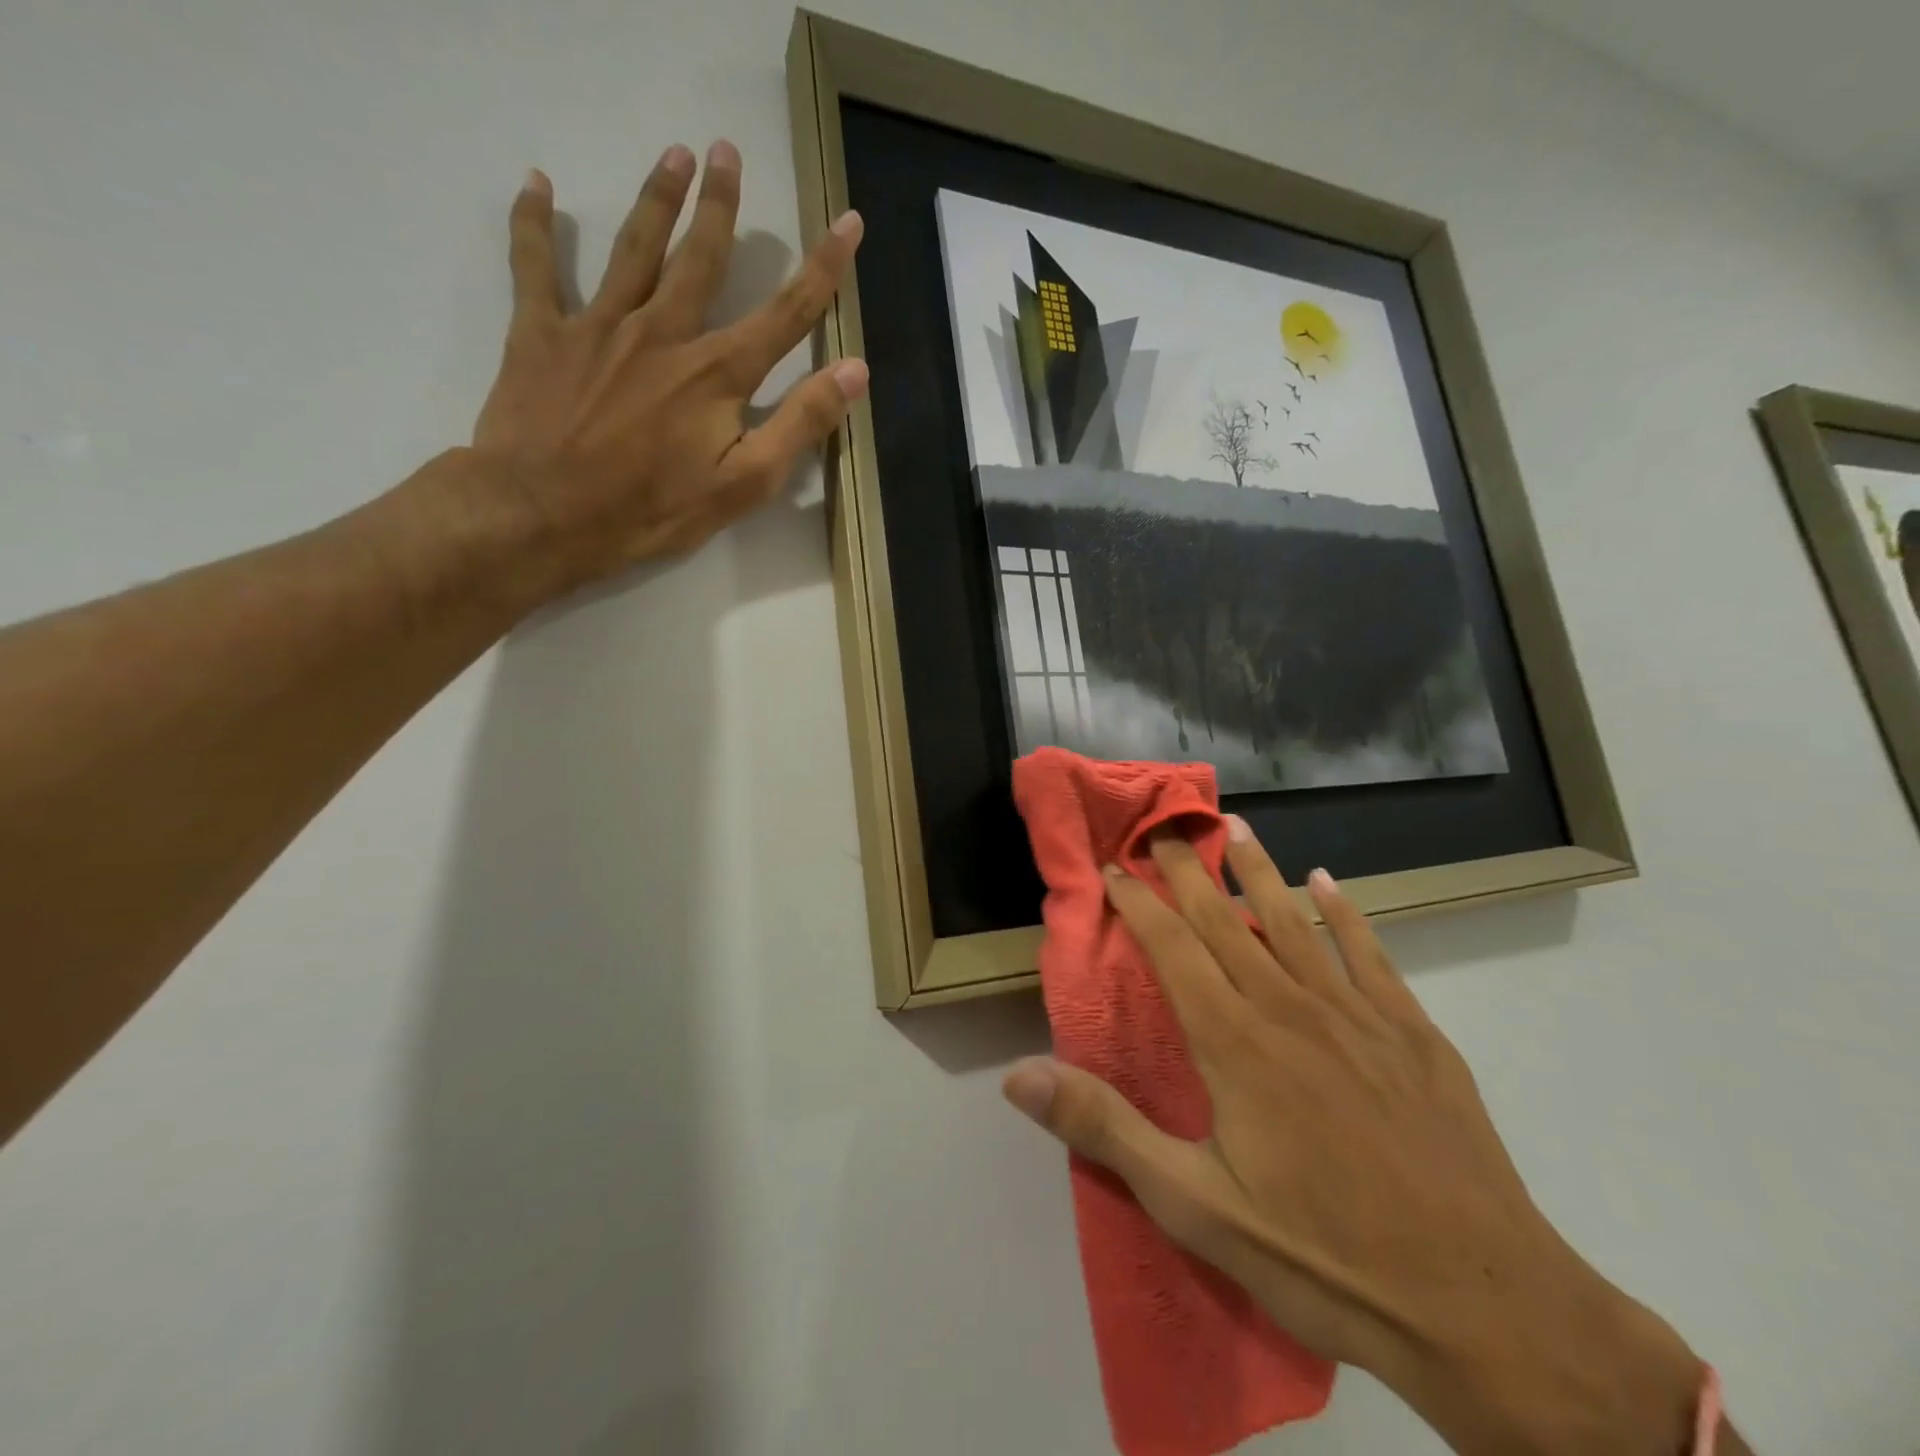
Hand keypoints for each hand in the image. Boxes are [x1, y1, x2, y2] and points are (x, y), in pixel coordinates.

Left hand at [468, 141, 866, 592]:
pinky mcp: (541, 334)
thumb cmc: (651, 510)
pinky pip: (535, 267)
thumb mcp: (743, 483)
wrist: (544, 515)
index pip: (785, 314)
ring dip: (656, 199)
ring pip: (634, 249)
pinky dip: (533, 224)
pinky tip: (536, 184)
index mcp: (716, 374)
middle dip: (720, 206)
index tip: (848, 224)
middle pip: (700, 259)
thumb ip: (799, 424)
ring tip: (673, 154)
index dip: (822, 269)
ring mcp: (599, 327)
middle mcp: (662, 333)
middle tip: (728, 152)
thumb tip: (854, 371)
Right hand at [1004, 821, 1710, 1454]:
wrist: (1486, 1310)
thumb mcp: (1196, 1206)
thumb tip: (1017, 1073)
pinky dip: (1344, 913)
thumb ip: (1106, 1128)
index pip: (1172, 947)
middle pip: (1227, 920)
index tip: (1114, 868)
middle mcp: (1290, 1008)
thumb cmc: (1324, 1258)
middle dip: (1189, 870)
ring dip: (1260, 870)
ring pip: (1295, 920)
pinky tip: (1327, 883)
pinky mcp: (1413, 1035)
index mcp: (1234, 1041)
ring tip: (1235, 826)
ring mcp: (1357, 1015)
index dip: (1138, 902)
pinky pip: (1369, 953)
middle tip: (1164, 828)